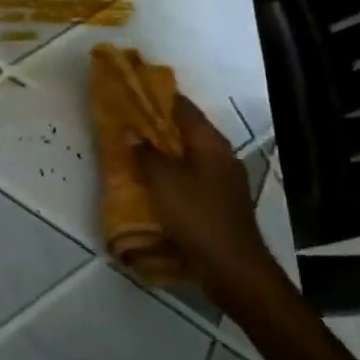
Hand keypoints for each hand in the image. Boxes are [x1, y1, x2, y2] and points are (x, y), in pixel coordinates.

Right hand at [133, 96, 297, 326]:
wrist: (232, 268)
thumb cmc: (198, 217)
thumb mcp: (164, 183)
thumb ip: (146, 155)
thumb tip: (131, 132)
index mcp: (211, 144)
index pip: (183, 108)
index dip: (159, 97)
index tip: (134, 91)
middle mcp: (221, 157)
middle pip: (186, 132)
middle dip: (157, 127)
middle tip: (126, 123)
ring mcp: (223, 182)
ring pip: (187, 157)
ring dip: (163, 153)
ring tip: (133, 152)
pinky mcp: (218, 204)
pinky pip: (190, 180)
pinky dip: (170, 176)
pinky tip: (151, 185)